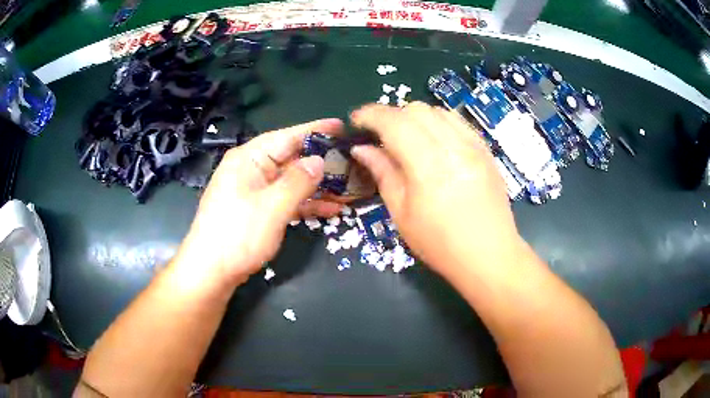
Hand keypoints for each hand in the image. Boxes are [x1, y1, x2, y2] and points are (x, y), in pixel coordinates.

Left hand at [176, 119, 343, 287]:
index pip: (287, 137)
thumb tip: (319, 160)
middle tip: (352, 160)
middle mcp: (251, 170)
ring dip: (318, 186)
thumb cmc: (238, 234)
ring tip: (349, 187)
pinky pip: (286, 200)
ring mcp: (254, 191)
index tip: (342, 126)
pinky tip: (331, 209)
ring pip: (291, 182)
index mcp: (249, 159)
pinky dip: (306, 204)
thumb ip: (298, 181)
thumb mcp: (272, 206)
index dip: (316, 130)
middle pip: (291, 159)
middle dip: (321, 162)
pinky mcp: (257, 211)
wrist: (211, 272)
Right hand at [350, 102, 523, 277]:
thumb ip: (383, 173)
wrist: (489, 255)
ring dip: (415, 117)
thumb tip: (362, 149)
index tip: (356, 121)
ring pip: (437, 111)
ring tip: (407, 138)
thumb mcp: (402, 214)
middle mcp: (454, 147)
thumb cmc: (440, 244)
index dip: (371, 115)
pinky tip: (433, 142)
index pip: (395, 122)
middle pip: (416, 110)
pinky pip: (457, 122)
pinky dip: (438, 123)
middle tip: (380, 136)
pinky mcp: (485, 150)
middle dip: (391, 115)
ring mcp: (474, 146)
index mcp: (429, 166)